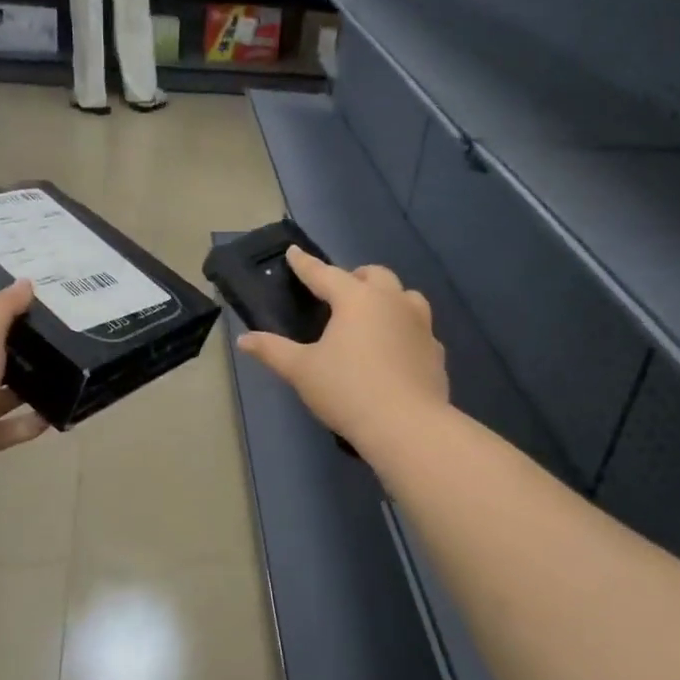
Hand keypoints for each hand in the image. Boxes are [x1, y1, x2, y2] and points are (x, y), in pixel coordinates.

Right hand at [237, 247, 447, 448]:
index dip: (306, 265)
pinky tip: (395, 349)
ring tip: (372, 315)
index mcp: (357, 299)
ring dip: (387, 298)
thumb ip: (273, 350)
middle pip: (375, 276)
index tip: (294, 253)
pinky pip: (419, 329)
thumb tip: (244, 340)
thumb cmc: (348, 390)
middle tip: (338, 293)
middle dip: (355, 277)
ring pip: (405, 297)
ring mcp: (420, 325)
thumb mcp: (302, 371)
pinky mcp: (435, 351)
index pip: (325, 274)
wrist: (407, 426)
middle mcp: (392, 302)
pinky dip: (404, 330)